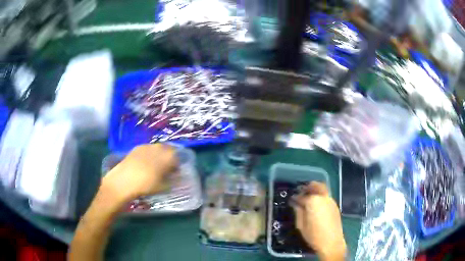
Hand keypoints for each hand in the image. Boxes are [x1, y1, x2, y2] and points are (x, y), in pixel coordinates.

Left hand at [102, 144, 177, 203]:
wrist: (124, 180)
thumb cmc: (146, 185)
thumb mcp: (163, 187)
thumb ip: (172, 180)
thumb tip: (176, 177)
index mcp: (167, 157)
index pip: (178, 157)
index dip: (177, 165)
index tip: (174, 173)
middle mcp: (158, 148)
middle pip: (168, 149)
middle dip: (169, 157)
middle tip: (166, 168)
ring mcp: (147, 146)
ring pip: (158, 148)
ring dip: (159, 155)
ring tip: (155, 165)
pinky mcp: (137, 147)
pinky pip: (148, 148)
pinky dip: (149, 154)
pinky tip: (145, 163)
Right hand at [292, 182, 345, 260]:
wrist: (331, 243)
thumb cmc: (313, 235)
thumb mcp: (301, 225)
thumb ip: (298, 212)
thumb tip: (296, 204)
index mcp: (313, 201)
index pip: (302, 196)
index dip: (295, 197)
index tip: (291, 200)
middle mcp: (323, 198)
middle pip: (316, 185)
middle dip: (308, 186)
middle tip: (301, 191)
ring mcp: (331, 201)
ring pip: (323, 190)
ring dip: (315, 191)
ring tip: (308, 198)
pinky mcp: (335, 206)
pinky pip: (326, 197)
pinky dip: (320, 197)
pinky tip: (316, 206)